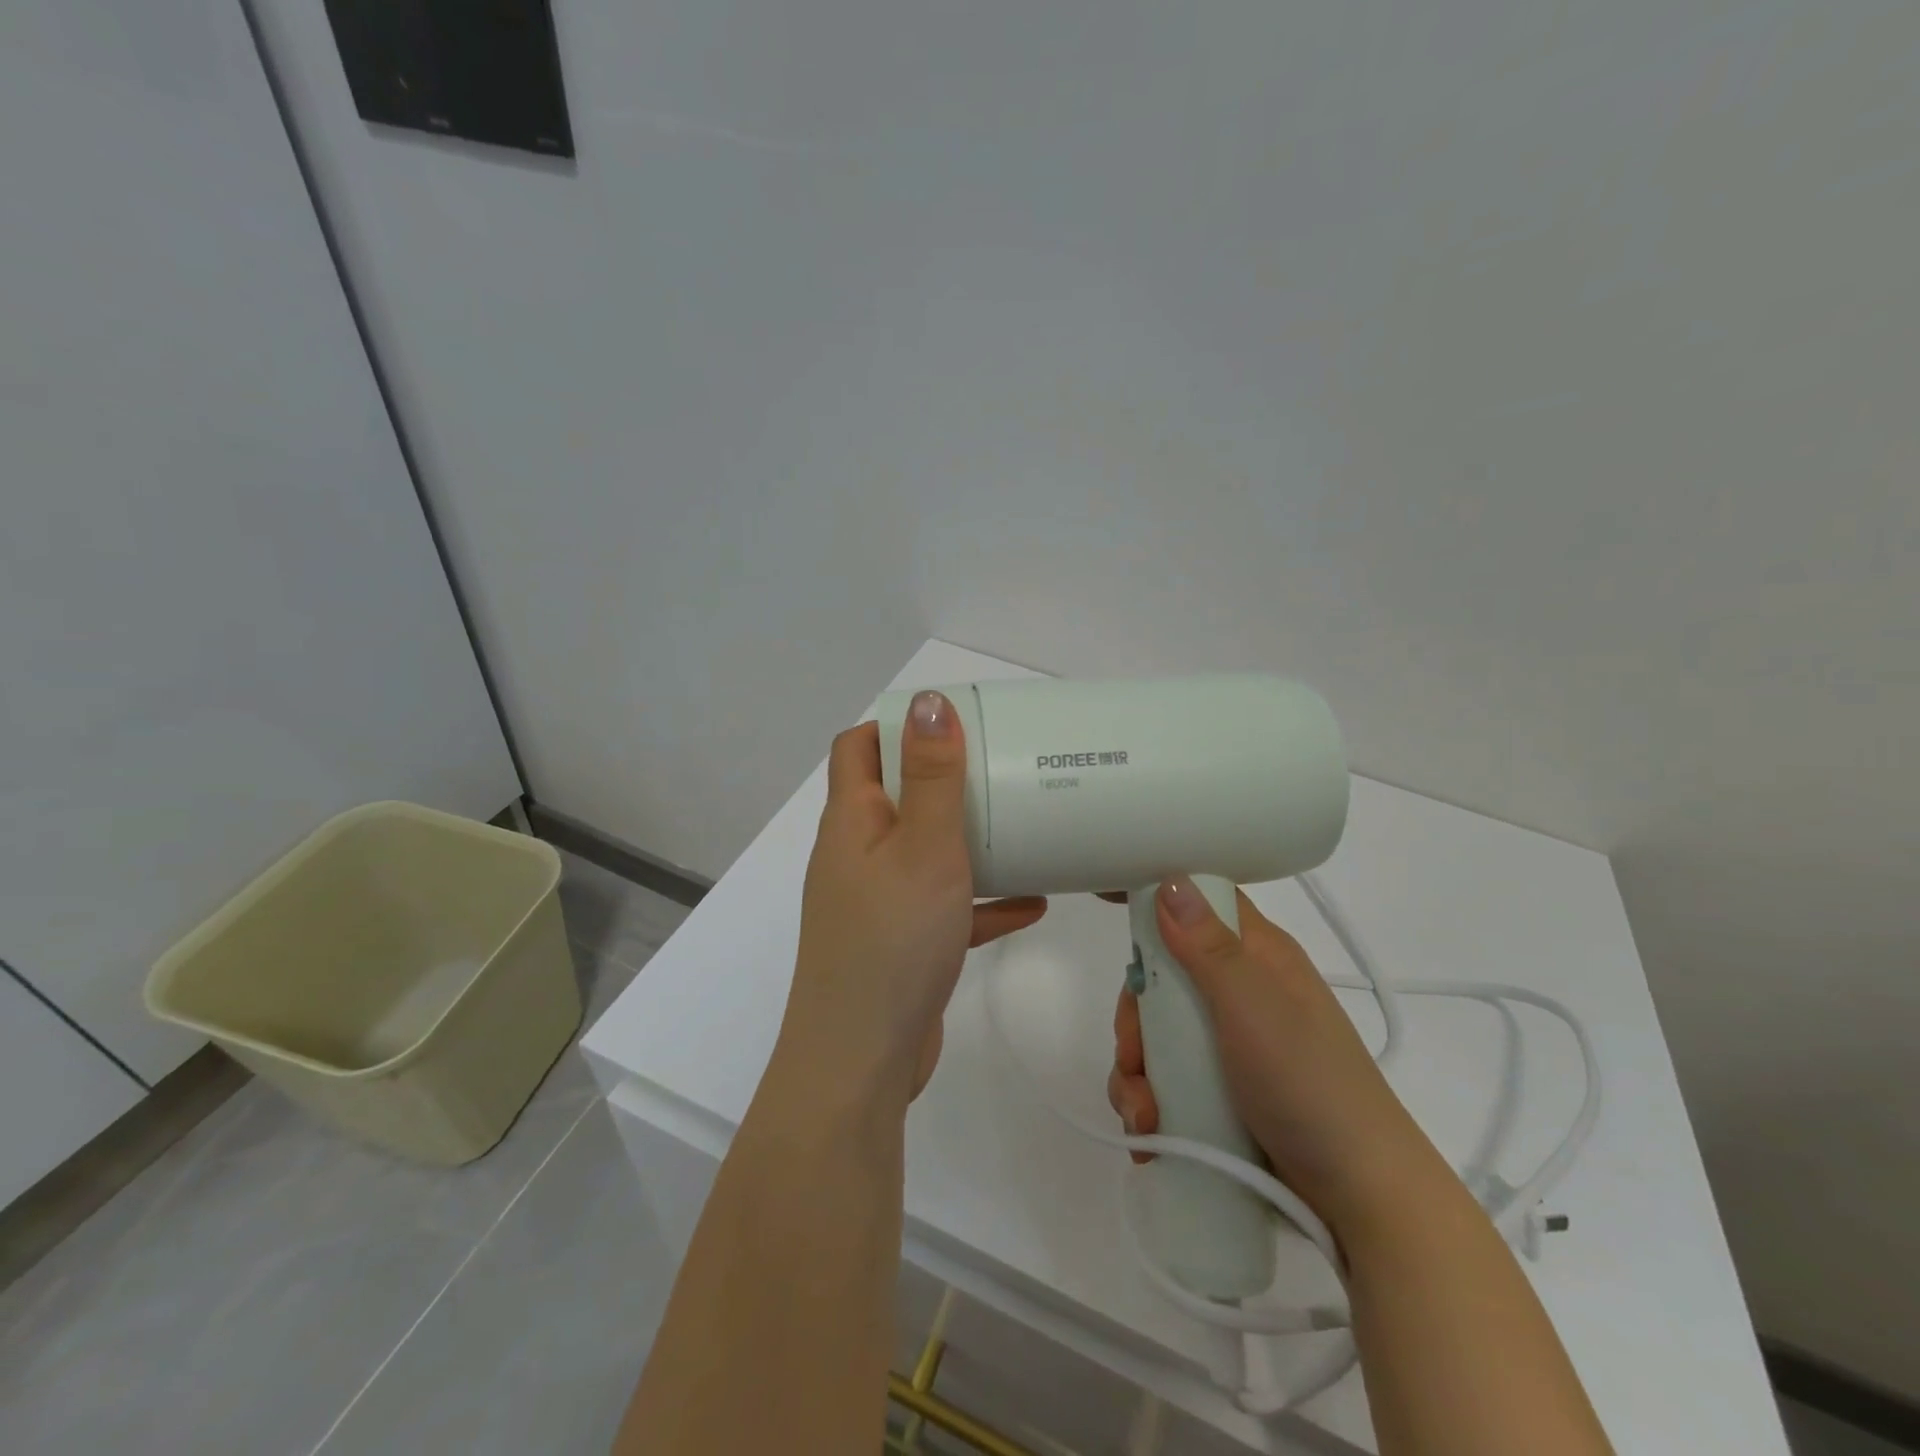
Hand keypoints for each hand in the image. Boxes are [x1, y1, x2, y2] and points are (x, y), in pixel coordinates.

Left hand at [777, 692, 1047, 1109]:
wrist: (863, 1063)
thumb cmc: (892, 941)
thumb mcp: (922, 847)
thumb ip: (931, 776)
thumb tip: (929, 701)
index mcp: (851, 821)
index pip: (858, 747)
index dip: (897, 725)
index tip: (953, 722)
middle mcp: (857, 855)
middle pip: (896, 795)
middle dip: (945, 778)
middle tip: (1003, 766)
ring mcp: (878, 902)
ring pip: (925, 851)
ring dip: (968, 838)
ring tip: (1022, 824)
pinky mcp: (902, 943)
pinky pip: (945, 906)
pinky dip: (980, 899)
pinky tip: (1032, 903)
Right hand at [1108, 878, 1436, 1231]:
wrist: (1360, 1196)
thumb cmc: (1308, 1084)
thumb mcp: (1253, 1007)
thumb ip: (1208, 946)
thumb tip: (1170, 879)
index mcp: (1254, 956)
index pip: (1199, 904)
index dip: (1156, 898)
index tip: (1106, 903)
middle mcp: (1238, 991)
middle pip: (1161, 977)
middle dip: (1134, 1019)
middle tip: (1134, 1057)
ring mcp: (1227, 1044)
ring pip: (1156, 1034)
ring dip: (1136, 1073)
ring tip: (1145, 1118)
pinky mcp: (1219, 1092)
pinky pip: (1164, 1080)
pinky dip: (1148, 1103)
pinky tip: (1150, 1134)